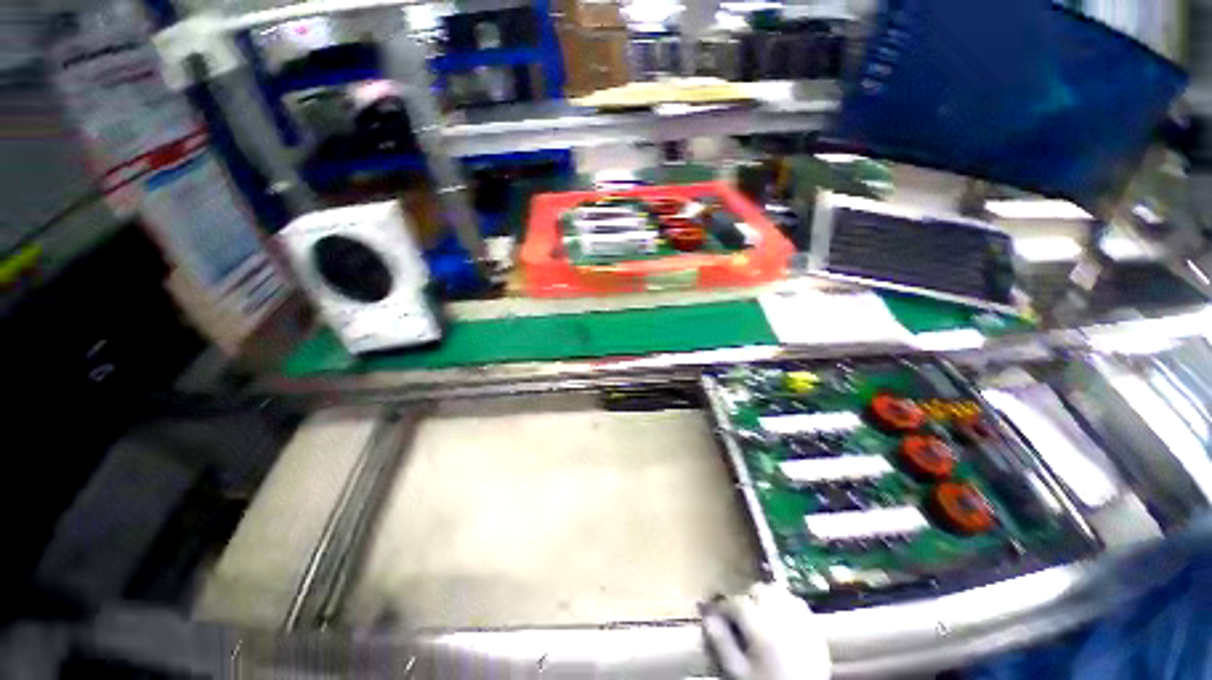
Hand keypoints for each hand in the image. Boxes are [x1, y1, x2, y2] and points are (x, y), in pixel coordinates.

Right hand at [701, 583, 831, 679]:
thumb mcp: (737, 672)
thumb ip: (721, 642)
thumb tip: (707, 616)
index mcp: (760, 627)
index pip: (735, 602)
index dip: (723, 607)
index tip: (716, 615)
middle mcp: (781, 616)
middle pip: (759, 590)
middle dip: (746, 598)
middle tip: (739, 616)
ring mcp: (801, 620)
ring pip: (779, 591)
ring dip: (766, 597)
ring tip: (759, 613)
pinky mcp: (815, 628)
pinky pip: (798, 602)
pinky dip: (786, 603)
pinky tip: (780, 618)